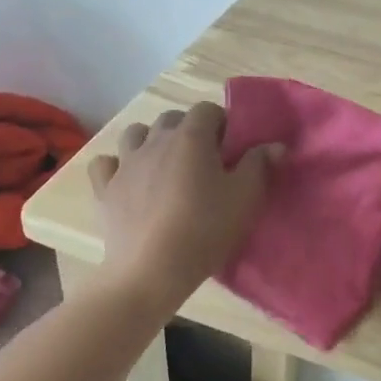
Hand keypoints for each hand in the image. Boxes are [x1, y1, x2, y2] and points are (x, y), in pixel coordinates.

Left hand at [87, 103, 277, 315]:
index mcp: (191, 136)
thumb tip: (274, 145)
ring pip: (136, 133)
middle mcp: (155, 140)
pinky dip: (116, 166)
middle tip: (204, 161)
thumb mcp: (245, 198)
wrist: (151, 271)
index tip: (232, 149)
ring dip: (152, 141)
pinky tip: (128, 179)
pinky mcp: (106, 188)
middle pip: (172, 118)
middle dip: (189, 130)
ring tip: (166, 166)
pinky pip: (106, 164)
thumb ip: (260, 165)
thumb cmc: (205, 229)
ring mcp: (126, 163)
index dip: (222, 124)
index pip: (208, 109)